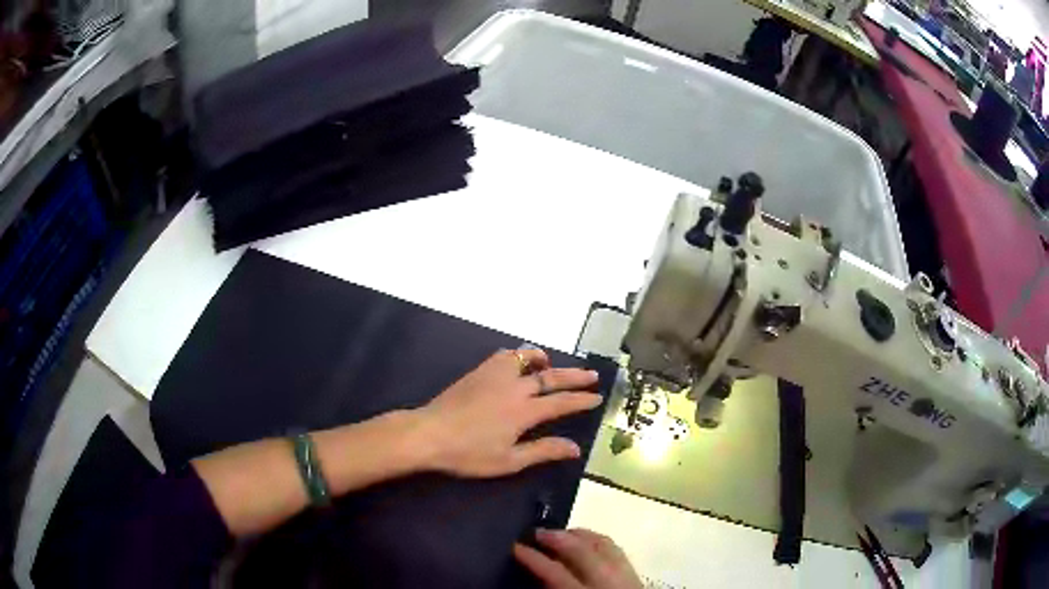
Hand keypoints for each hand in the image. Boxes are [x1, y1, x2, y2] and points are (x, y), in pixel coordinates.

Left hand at [414, 348, 602, 476]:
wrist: (429, 433)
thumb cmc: (469, 453)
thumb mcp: (509, 460)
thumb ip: (544, 451)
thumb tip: (575, 448)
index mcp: (524, 411)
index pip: (561, 402)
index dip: (582, 400)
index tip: (597, 397)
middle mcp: (514, 387)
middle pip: (551, 377)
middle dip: (575, 376)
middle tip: (593, 375)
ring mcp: (495, 375)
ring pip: (527, 358)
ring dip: (545, 360)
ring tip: (552, 364)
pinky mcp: (479, 371)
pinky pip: (505, 355)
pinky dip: (519, 356)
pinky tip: (518, 364)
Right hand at [514, 529, 642, 588]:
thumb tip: (537, 580)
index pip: (556, 573)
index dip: (534, 559)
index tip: (515, 547)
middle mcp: (608, 584)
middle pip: (583, 552)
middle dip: (558, 538)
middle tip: (536, 532)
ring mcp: (627, 578)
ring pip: (605, 546)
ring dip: (581, 536)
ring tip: (561, 533)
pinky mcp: (637, 577)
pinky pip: (617, 551)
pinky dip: (600, 542)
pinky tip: (588, 543)